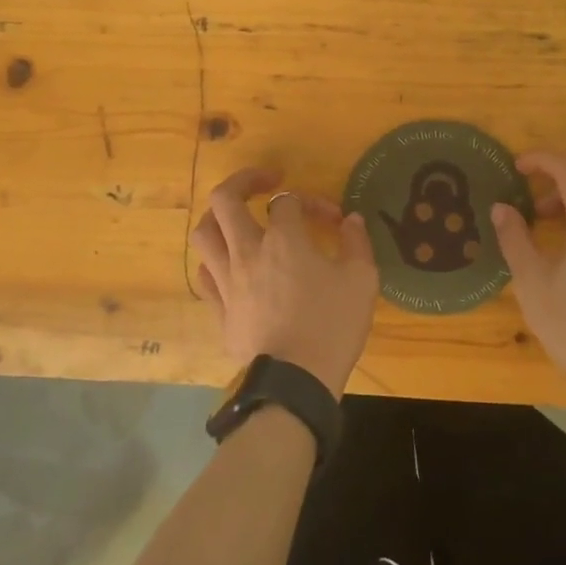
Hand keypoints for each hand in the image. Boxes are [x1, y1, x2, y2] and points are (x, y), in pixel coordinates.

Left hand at [191, 167, 379, 397]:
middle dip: (244, 181)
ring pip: (204, 233)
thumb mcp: (361, 281)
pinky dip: (216, 260)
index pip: (288, 201)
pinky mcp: (220, 309)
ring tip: (238, 218)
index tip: (333, 220)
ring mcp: (227, 281)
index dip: (311, 202)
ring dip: (219, 217)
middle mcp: (247, 252)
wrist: (295, 383)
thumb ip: (357, 244)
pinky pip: (206, 273)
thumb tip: (352, 221)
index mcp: (283, 240)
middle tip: (266, 182)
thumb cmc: (331, 326)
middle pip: (225, 200)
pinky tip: (232, 264)